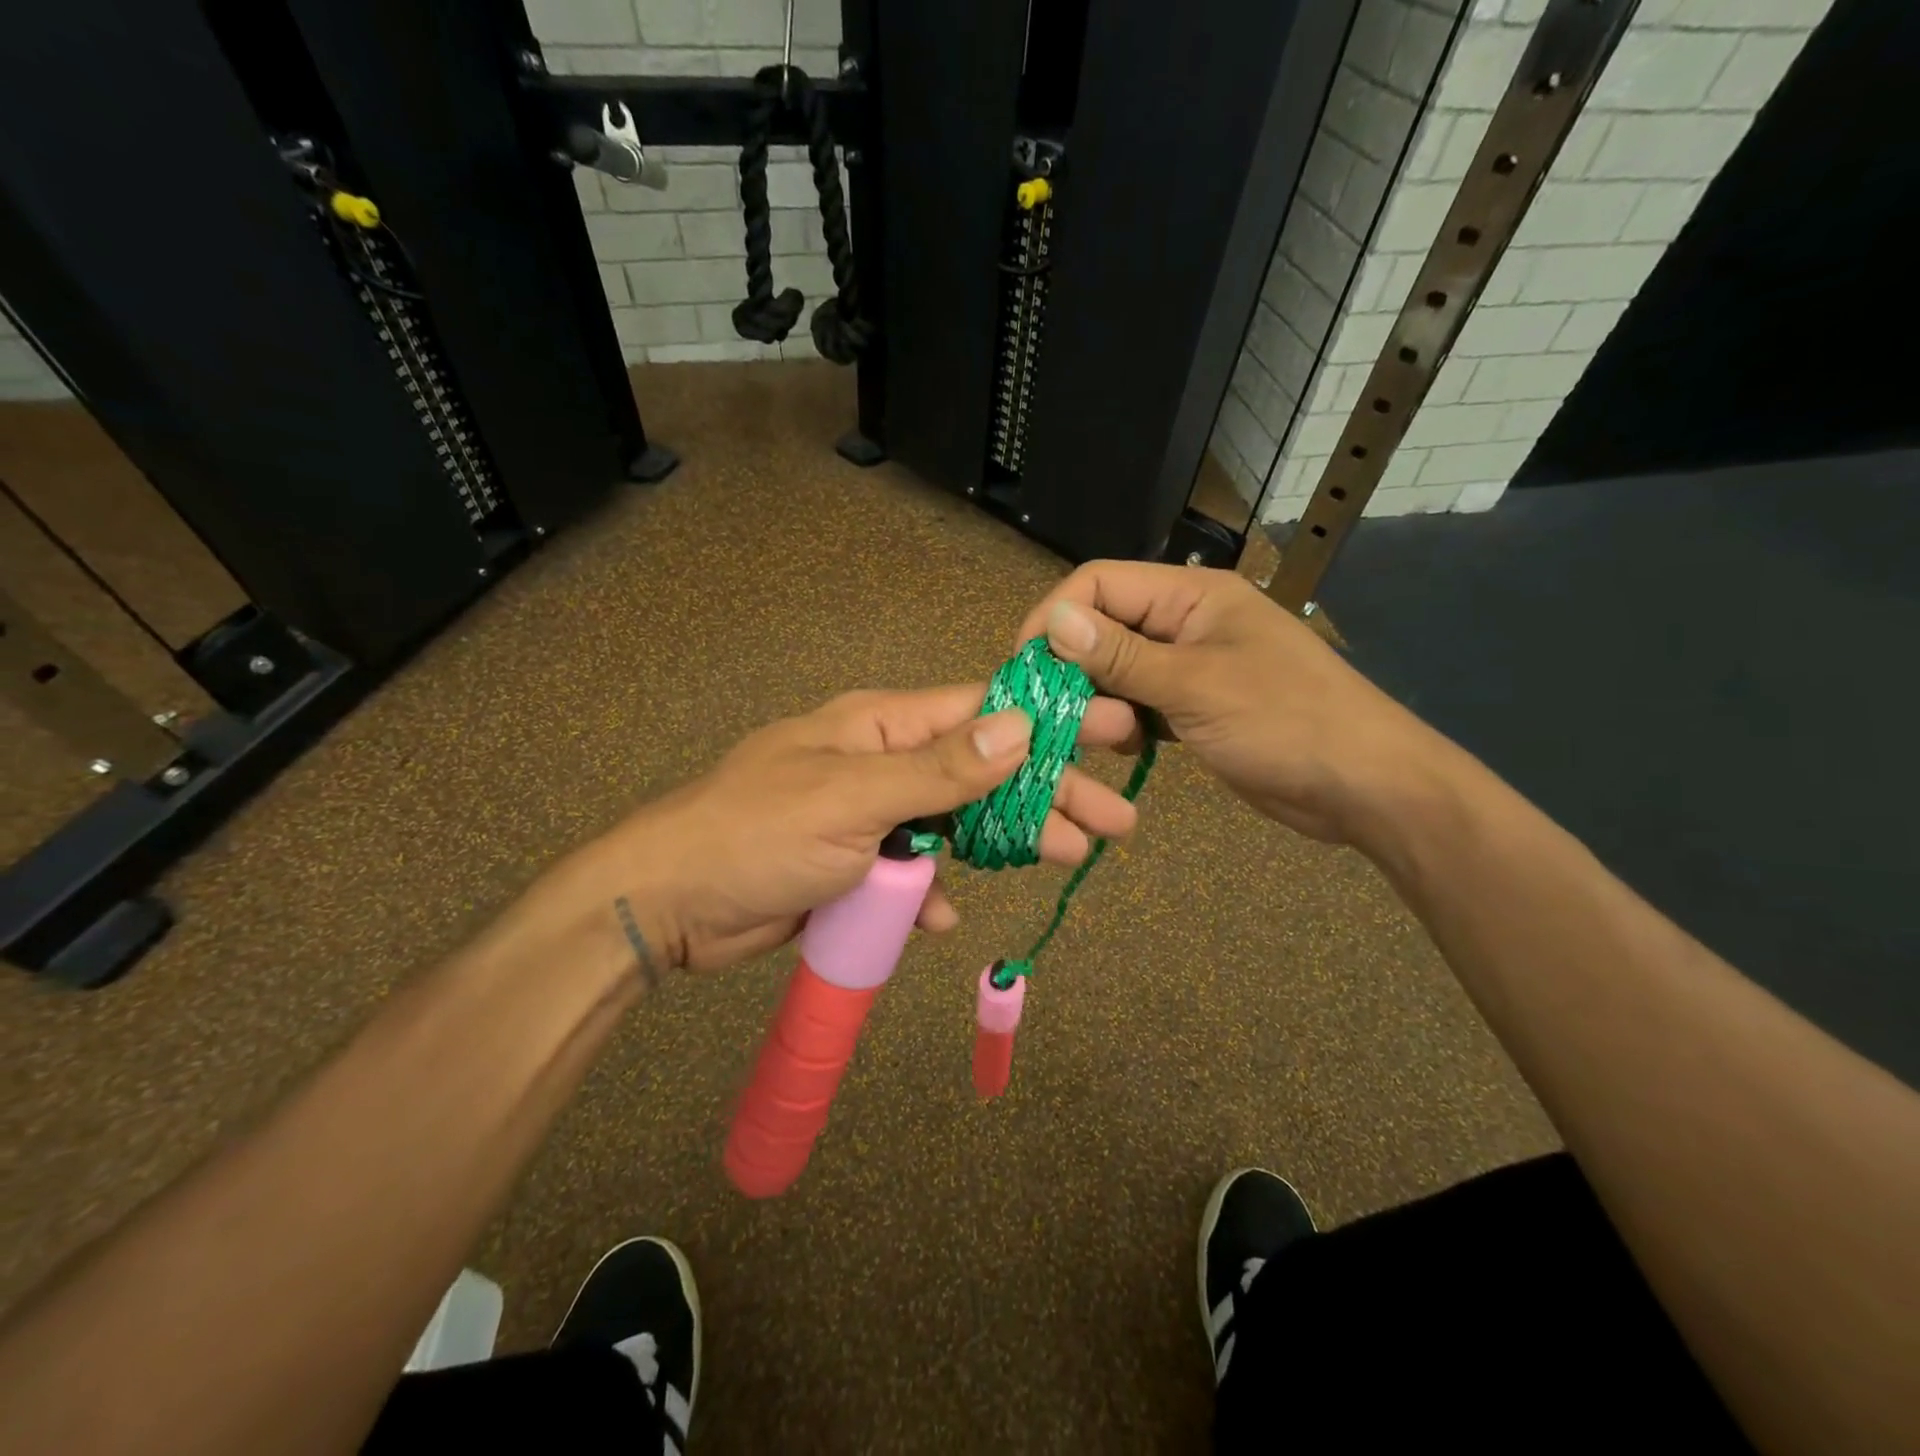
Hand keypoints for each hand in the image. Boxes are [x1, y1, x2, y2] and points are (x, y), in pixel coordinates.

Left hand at [547, 685, 1139, 973]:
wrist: (669, 902)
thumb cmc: (758, 833)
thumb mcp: (852, 796)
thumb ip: (938, 769)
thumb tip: (1019, 726)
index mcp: (881, 727)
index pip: (982, 711)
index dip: (1050, 719)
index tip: (1111, 726)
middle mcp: (883, 763)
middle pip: (983, 772)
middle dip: (1049, 792)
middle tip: (1116, 819)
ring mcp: (871, 816)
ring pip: (956, 824)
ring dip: (1007, 842)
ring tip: (1070, 855)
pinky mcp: (855, 865)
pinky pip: (911, 873)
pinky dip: (931, 893)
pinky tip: (947, 916)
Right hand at [1016, 561, 1447, 845]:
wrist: (1365, 787)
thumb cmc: (1286, 722)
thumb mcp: (1197, 686)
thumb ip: (1122, 656)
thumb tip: (1052, 621)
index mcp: (1192, 595)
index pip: (1100, 583)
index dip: (1055, 616)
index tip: (1023, 665)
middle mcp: (1186, 621)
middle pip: (1105, 626)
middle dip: (1072, 664)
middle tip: (1049, 711)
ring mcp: (1191, 666)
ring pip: (1119, 669)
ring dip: (1097, 698)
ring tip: (1088, 735)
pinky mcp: (1195, 707)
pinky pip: (1141, 702)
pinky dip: (1123, 722)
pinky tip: (1123, 747)